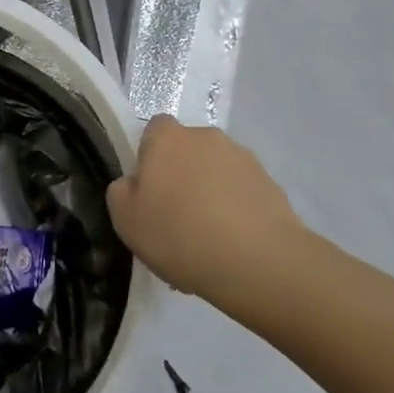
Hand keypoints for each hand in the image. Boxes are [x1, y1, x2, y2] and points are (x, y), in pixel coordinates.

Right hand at [107, 116, 330, 305]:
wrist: (257, 262)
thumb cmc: (179, 234)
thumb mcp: (125, 219)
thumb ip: (121, 191)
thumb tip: (134, 184)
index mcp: (167, 138)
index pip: (153, 130)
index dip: (149, 157)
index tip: (149, 191)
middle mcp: (206, 137)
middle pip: (187, 150)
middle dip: (182, 175)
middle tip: (176, 217)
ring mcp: (243, 158)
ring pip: (216, 171)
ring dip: (211, 192)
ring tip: (208, 238)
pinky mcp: (271, 184)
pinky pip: (242, 193)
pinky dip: (236, 210)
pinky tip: (232, 245)